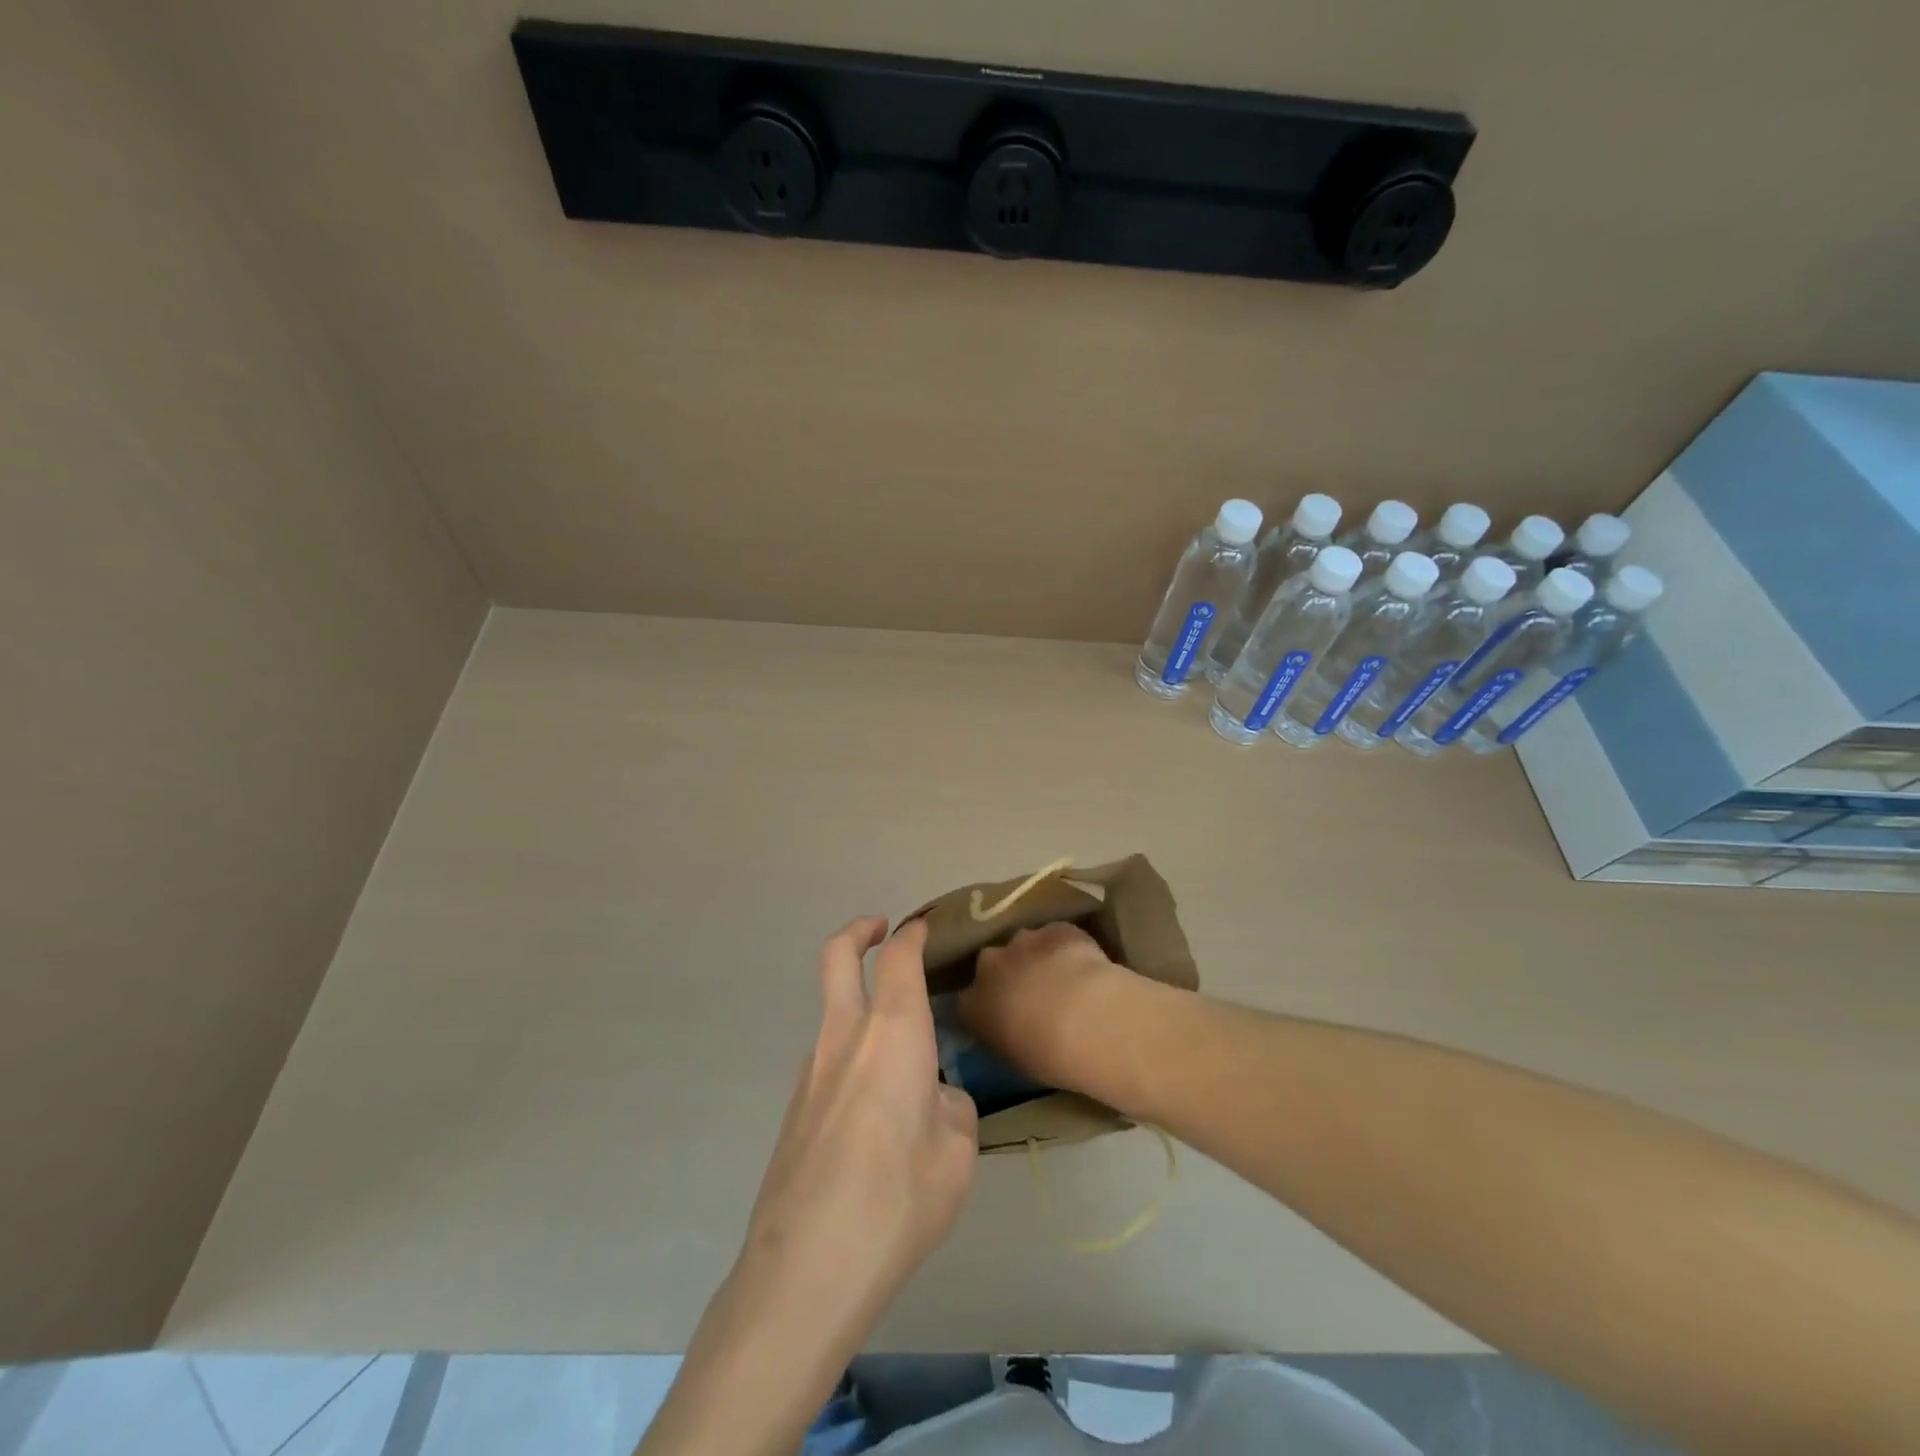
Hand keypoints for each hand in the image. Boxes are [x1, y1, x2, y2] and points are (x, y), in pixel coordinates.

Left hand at [639, 918, 976, 1455]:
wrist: (805, 1270)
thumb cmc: (897, 1201)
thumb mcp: (956, 1155)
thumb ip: (951, 1108)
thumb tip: (934, 1098)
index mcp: (892, 1034)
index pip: (898, 957)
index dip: (912, 933)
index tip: (925, 926)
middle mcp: (844, 1037)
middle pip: (837, 956)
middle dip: (859, 931)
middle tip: (880, 930)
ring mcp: (809, 1071)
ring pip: (832, 1014)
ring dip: (859, 1010)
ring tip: (902, 1068)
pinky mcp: (793, 1109)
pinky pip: (827, 1063)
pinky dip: (851, 1062)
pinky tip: (873, 1122)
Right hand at [960, 922, 1134, 1095]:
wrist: (1084, 1020)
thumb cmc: (1046, 1056)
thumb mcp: (1015, 1059)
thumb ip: (1004, 1038)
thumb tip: (1011, 1031)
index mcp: (973, 1005)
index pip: (967, 1002)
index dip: (985, 1006)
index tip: (1001, 1016)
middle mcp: (991, 966)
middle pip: (992, 964)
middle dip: (1008, 974)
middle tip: (1032, 994)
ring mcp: (1023, 941)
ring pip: (1024, 944)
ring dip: (1036, 957)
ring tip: (1061, 979)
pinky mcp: (1056, 930)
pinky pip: (1057, 936)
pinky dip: (1066, 947)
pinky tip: (1084, 965)